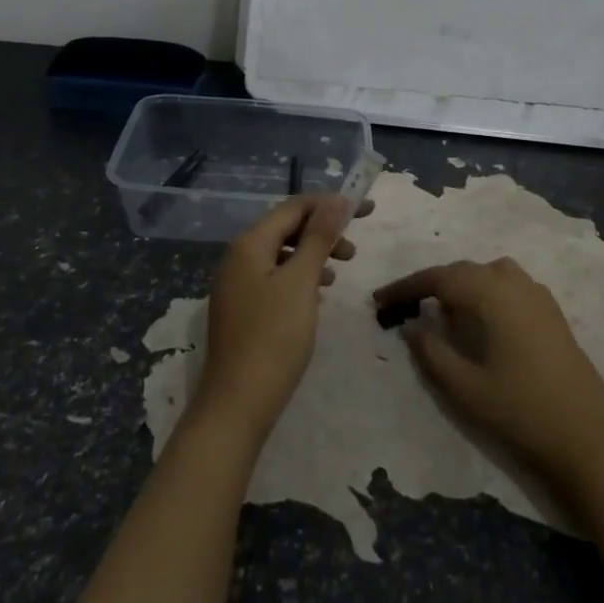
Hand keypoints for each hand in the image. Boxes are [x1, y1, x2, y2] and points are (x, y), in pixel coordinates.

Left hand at [196, 194, 364, 444]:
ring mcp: (237, 284)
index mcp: (249, 244)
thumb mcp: (301, 282)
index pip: (293, 207)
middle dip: (323, 231)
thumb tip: (336, 200)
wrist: (238, 403)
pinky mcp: (243, 309)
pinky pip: (275, 278)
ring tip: (340, 271)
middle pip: (286, 228)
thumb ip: (319, 238)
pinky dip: (300, 277)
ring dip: (313, 255)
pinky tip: (317, 295)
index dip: (330, 205)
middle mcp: (238, 257)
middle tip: (355, 249)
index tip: (366, 211)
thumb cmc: (274, 337)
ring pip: (282, 255)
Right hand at [374, 257, 603, 487]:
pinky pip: (512, 287)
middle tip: (405, 307)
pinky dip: (488, 292)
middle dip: (433, 284)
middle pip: (466, 271)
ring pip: (491, 274)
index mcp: (494, 295)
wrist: (590, 442)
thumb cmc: (522, 414)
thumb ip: (432, 352)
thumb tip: (412, 325)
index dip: (407, 287)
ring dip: (463, 285)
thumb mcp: (465, 388)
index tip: (380, 300)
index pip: (441, 278)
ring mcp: (540, 299)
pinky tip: (482, 322)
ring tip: (444, 312)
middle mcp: (518, 286)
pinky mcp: (553, 316)